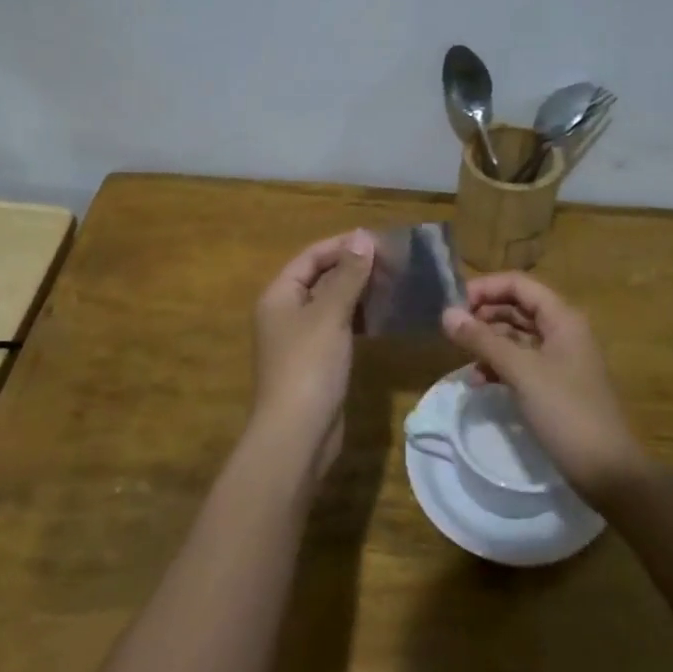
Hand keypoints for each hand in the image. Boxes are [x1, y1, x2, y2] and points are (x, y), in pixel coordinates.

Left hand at [251, 229, 375, 479]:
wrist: (297, 435)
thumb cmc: (309, 366)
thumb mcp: (330, 315)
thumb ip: (348, 275)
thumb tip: (362, 237)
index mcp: (279, 295)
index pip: (310, 256)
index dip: (341, 245)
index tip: (377, 240)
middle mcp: (286, 313)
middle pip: (320, 278)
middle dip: (353, 268)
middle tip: (392, 261)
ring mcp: (301, 339)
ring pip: (331, 304)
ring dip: (358, 292)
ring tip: (393, 283)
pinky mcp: (317, 362)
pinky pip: (338, 328)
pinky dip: (358, 318)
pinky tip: (383, 316)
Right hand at [440, 272, 650, 506]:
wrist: (608, 471)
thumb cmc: (566, 412)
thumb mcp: (521, 372)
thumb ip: (483, 340)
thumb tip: (446, 314)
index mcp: (562, 318)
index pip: (518, 285)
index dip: (485, 288)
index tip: (453, 304)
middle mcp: (562, 331)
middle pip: (517, 307)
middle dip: (484, 314)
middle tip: (452, 329)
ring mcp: (559, 359)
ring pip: (517, 336)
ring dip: (488, 341)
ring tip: (460, 355)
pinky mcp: (554, 385)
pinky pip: (521, 363)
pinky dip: (499, 366)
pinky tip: (478, 381)